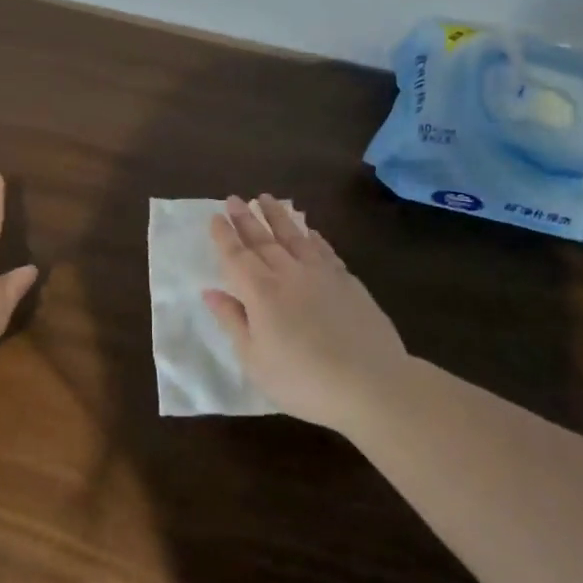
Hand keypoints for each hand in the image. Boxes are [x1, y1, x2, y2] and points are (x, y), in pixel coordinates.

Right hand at [204, 195, 410, 427]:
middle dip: (245, 218)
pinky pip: (325, 250)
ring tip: (266, 198)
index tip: (215, 216)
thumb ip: (233, 321)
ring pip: (294, 237)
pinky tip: (309, 230)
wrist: (371, 384)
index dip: (224, 236)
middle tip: (233, 198)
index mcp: (260, 293)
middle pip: (263, 240)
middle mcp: (288, 274)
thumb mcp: (255, 360)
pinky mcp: (348, 282)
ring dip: (278, 216)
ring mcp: (321, 274)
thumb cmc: (303, 381)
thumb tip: (211, 292)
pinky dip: (313, 237)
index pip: (236, 256)